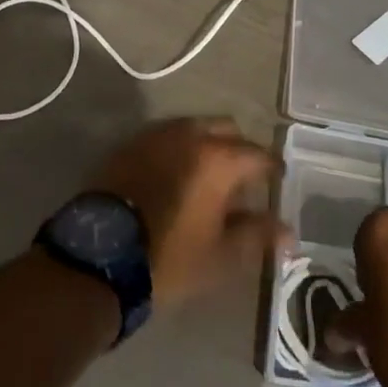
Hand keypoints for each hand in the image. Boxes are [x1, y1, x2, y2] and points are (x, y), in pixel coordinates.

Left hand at [91, 117, 286, 309]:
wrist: (99, 256)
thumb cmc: (168, 258)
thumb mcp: (220, 256)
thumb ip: (258, 236)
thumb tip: (289, 232)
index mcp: (218, 158)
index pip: (259, 155)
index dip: (272, 170)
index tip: (276, 183)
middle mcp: (190, 134)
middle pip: (227, 130)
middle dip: (239, 149)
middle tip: (242, 180)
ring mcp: (157, 135)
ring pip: (194, 128)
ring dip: (207, 145)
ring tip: (207, 178)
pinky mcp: (130, 144)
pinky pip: (166, 137)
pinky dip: (178, 150)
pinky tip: (175, 176)